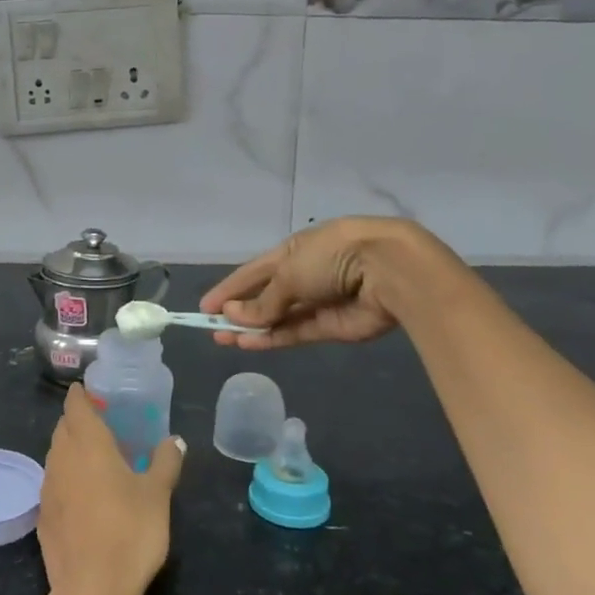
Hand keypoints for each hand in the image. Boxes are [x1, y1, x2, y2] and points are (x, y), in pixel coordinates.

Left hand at [38, 384, 184, 594]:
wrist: (91, 591)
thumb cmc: (130, 533)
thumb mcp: (158, 495)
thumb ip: (165, 462)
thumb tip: (175, 440)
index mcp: (88, 444)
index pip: (75, 406)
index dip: (81, 395)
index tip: (93, 393)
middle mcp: (61, 458)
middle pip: (63, 428)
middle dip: (78, 421)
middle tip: (102, 425)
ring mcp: (48, 488)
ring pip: (56, 455)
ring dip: (71, 449)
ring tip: (96, 459)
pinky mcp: (42, 516)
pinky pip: (53, 483)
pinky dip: (67, 478)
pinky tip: (84, 495)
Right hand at [200, 216, 451, 350]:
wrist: (388, 271)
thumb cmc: (332, 256)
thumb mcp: (289, 272)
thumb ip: (263, 300)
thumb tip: (235, 316)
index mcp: (294, 250)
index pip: (254, 271)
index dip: (230, 287)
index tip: (206, 306)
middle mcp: (305, 274)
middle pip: (265, 296)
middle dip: (239, 311)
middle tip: (211, 328)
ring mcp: (318, 302)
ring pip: (278, 318)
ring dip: (251, 328)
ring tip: (223, 340)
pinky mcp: (331, 327)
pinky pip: (294, 332)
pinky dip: (272, 338)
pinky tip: (248, 344)